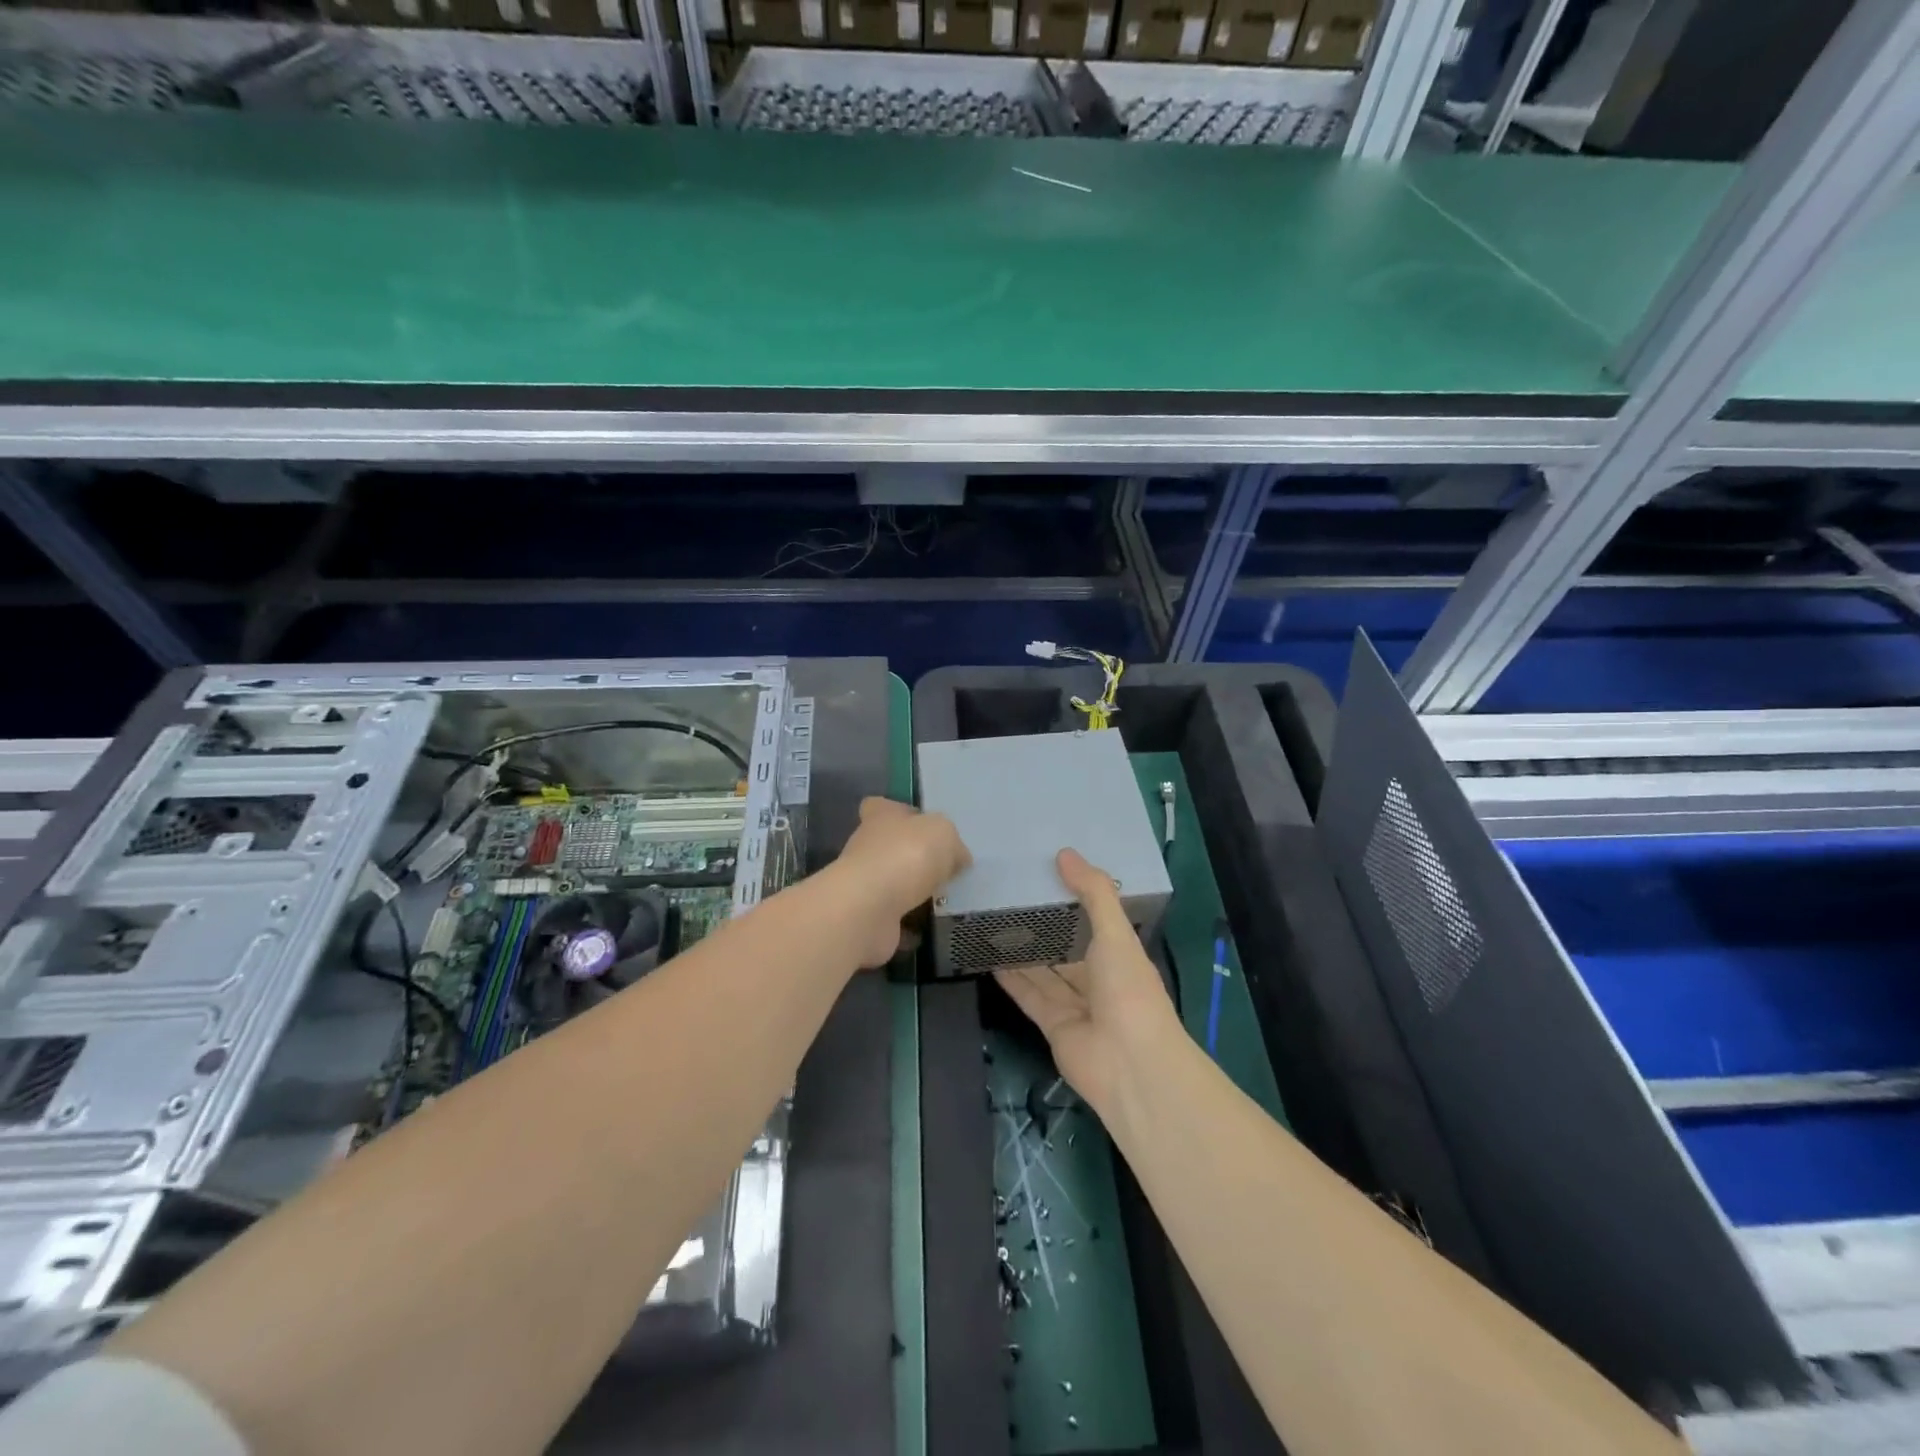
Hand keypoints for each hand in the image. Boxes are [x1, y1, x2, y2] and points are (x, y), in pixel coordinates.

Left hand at [833, 797, 968, 966]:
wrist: (869, 908)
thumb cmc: (906, 855)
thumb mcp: (943, 833)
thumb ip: (951, 842)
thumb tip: (957, 858)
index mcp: (881, 816)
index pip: (881, 806)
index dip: (900, 813)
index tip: (921, 827)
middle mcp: (866, 846)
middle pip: (890, 845)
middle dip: (913, 857)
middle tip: (945, 869)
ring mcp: (863, 883)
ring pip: (892, 882)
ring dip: (912, 891)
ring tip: (944, 899)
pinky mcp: (865, 916)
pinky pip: (892, 917)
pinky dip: (907, 924)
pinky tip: (929, 927)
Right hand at [995, 848, 1182, 1113]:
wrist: (1130, 1065)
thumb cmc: (1129, 990)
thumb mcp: (1115, 932)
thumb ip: (1092, 892)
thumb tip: (1064, 853)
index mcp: (1121, 955)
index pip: (1095, 921)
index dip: (1073, 900)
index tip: (1044, 875)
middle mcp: (1099, 979)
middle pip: (1066, 948)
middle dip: (1043, 927)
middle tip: (1008, 897)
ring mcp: (1076, 1005)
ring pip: (1045, 972)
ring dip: (1023, 952)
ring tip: (993, 923)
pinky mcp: (1053, 1026)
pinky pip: (1030, 996)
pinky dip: (1012, 979)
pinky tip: (990, 958)